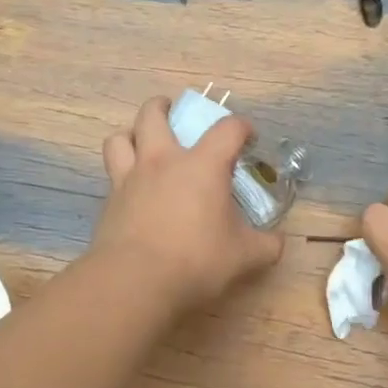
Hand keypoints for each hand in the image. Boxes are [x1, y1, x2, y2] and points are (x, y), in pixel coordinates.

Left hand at [92, 97, 285, 311]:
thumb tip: (278, 242)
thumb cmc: (196, 260)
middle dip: (164, 106)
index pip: (227, 129)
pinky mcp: (109, 202)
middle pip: (153, 114)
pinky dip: (121, 173)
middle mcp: (163, 161)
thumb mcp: (243, 256)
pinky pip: (112, 174)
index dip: (241, 128)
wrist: (135, 281)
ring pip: (120, 138)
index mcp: (202, 165)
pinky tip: (132, 190)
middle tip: (173, 112)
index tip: (247, 138)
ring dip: (131, 133)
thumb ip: (266, 245)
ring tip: (141, 142)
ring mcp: (130, 179)